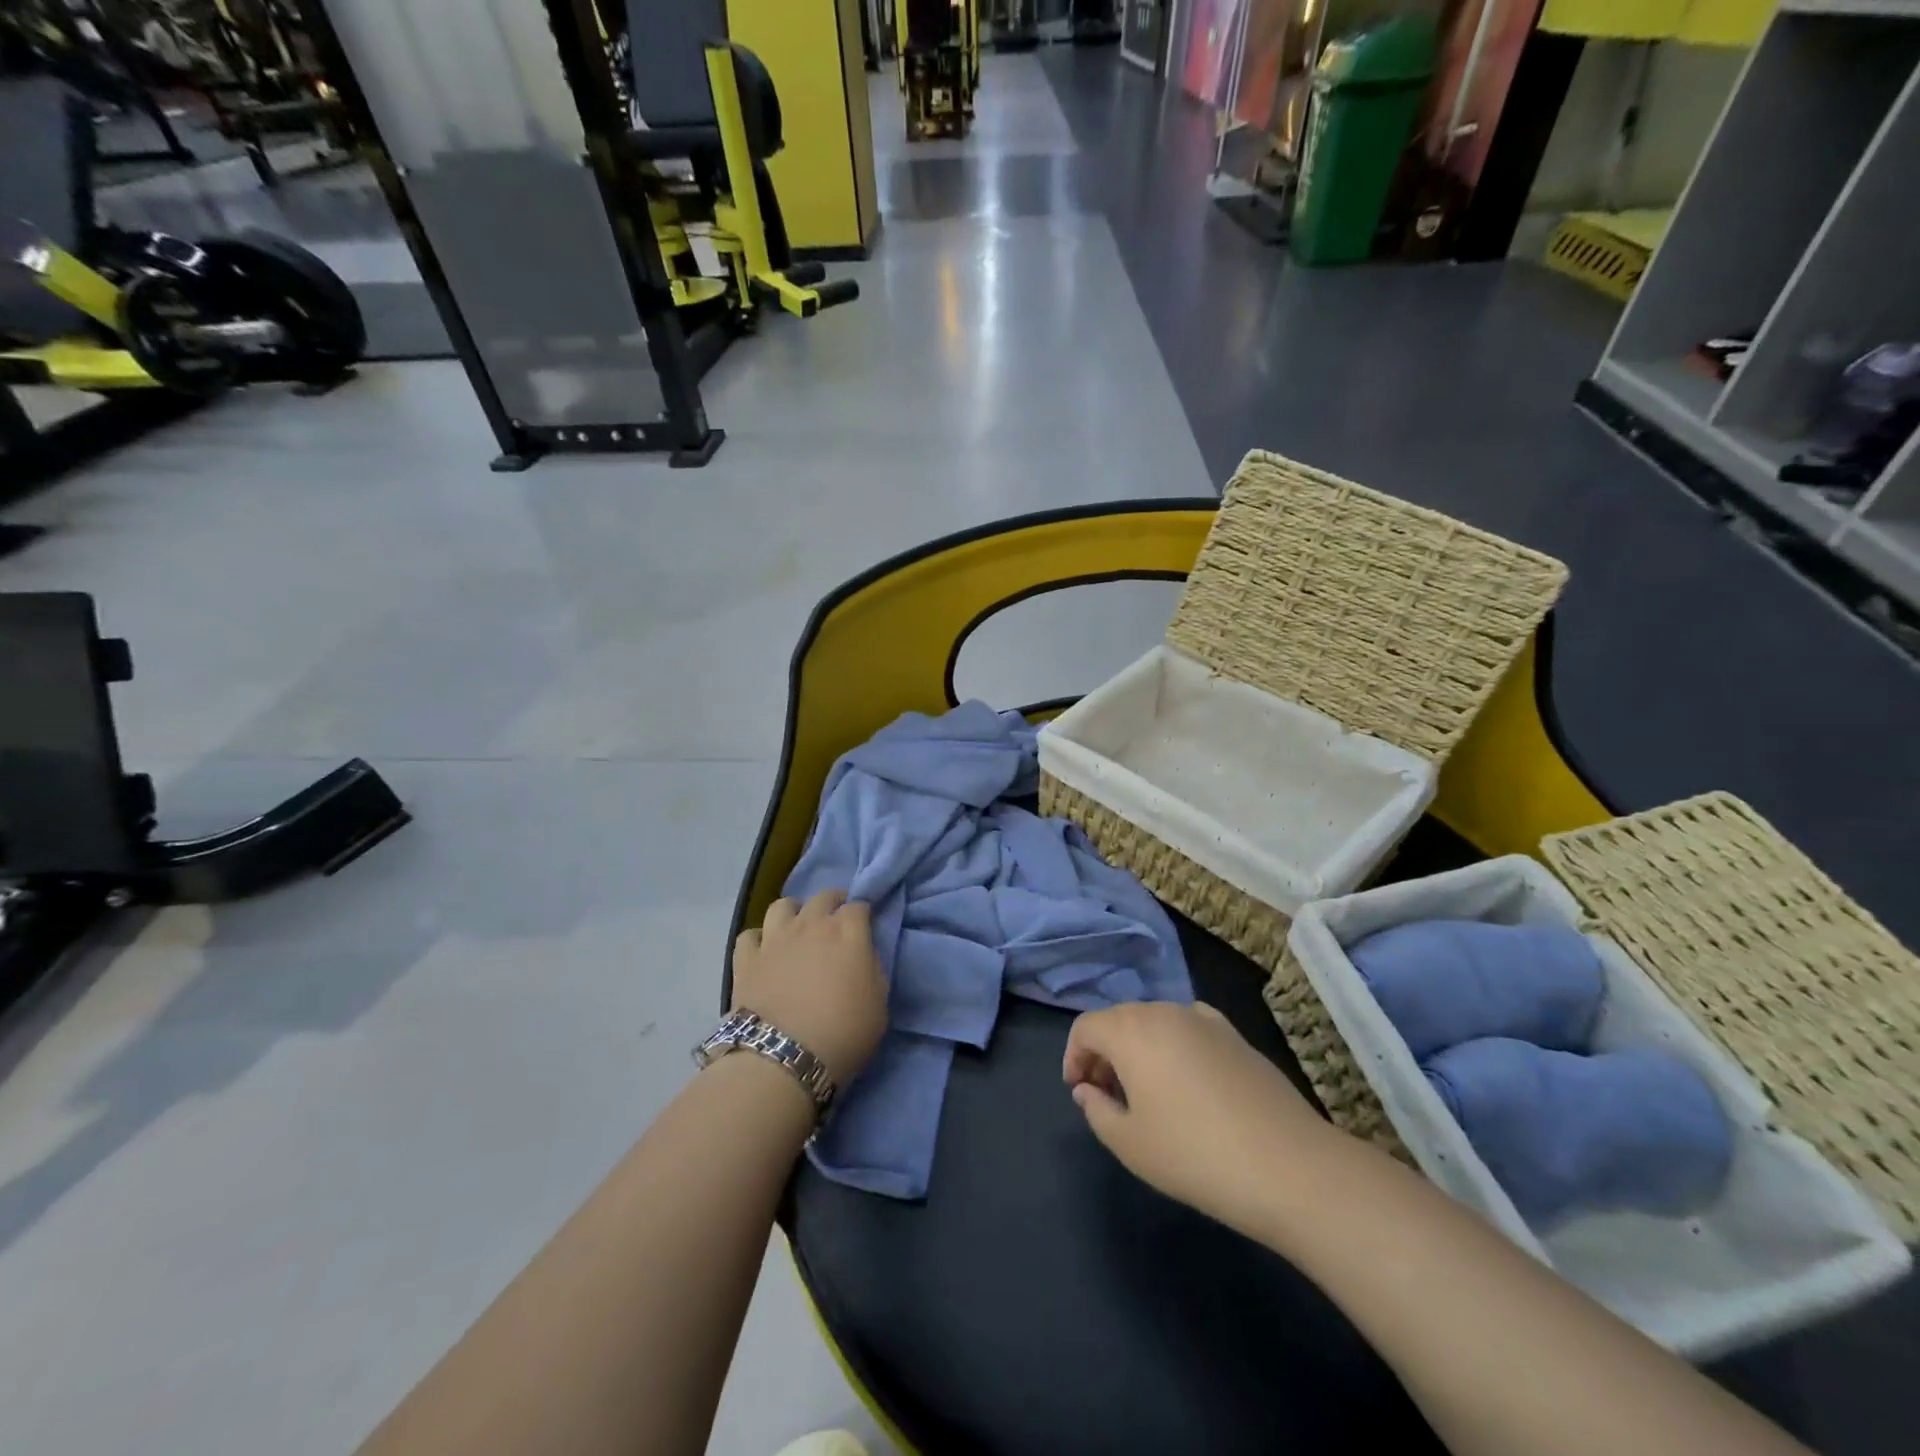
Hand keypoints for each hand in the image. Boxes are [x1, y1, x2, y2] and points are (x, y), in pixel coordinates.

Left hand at [732, 890, 886, 1089]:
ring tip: (797, 929)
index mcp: (848, 931)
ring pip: (783, 905)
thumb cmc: (843, 1033)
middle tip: (835, 921)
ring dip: (794, 912)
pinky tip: (764, 953)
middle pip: (823, 897)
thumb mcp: (879, 1005)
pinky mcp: (746, 957)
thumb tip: (863, 956)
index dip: (862, 914)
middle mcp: (811, 924)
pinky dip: (759, 939)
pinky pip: (750, 934)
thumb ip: (873, 970)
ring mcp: (775, 937)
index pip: (859, 906)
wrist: (783, 1057)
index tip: (864, 927)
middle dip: (833, 903)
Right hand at [1063, 1002, 1337, 1236]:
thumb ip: (1097, 1111)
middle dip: (1104, 1052)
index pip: (1086, 1027)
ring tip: (1146, 1092)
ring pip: (1155, 1022)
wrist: (1289, 1166)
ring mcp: (1204, 1019)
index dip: (1074, 1056)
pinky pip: (1189, 1028)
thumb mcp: (1130, 1144)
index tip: (1079, 1091)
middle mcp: (1164, 1012)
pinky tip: (1187, 1082)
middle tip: (1107, 1094)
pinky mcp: (1235, 1035)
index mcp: (1131, 1030)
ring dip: (1139, 1048)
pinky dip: (1174, 1046)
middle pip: (1119, 1020)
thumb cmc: (1195, 1155)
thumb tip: (1088, 1090)